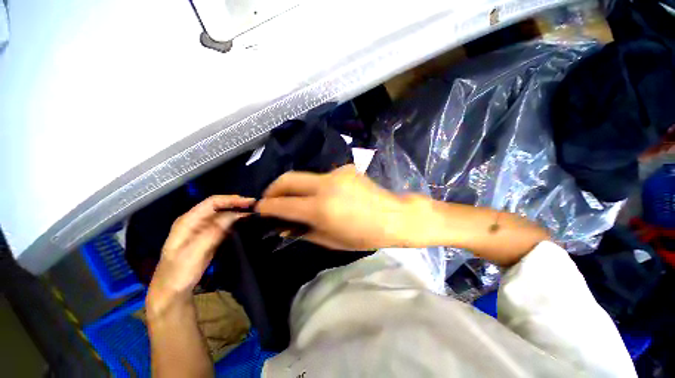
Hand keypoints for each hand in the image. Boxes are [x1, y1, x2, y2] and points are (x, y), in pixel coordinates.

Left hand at [147, 195, 254, 314]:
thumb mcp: (195, 252)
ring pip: (223, 215)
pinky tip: (245, 224)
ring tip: (254, 214)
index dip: (232, 200)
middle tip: (256, 208)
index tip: (250, 202)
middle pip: (219, 207)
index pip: (212, 202)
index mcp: (188, 220)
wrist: (172, 292)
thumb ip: (214, 232)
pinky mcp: (209, 238)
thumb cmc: (179, 272)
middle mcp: (196, 221)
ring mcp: (203, 229)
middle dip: (237, 205)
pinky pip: (225, 226)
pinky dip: (236, 223)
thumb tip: (235, 215)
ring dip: (238, 213)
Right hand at [256, 165, 413, 249]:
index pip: (282, 204)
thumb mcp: (331, 241)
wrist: (393, 217)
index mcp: (321, 208)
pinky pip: (321, 178)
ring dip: (294, 188)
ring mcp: (336, 174)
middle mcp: (325, 185)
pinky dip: (315, 187)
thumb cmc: (364, 236)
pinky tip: (324, 197)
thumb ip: (304, 231)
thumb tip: (284, 226)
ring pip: (304, 177)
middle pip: (287, 179)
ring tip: (297, 201)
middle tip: (270, 199)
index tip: (259, 209)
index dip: (266, 207)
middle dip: (273, 188)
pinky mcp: (344, 170)